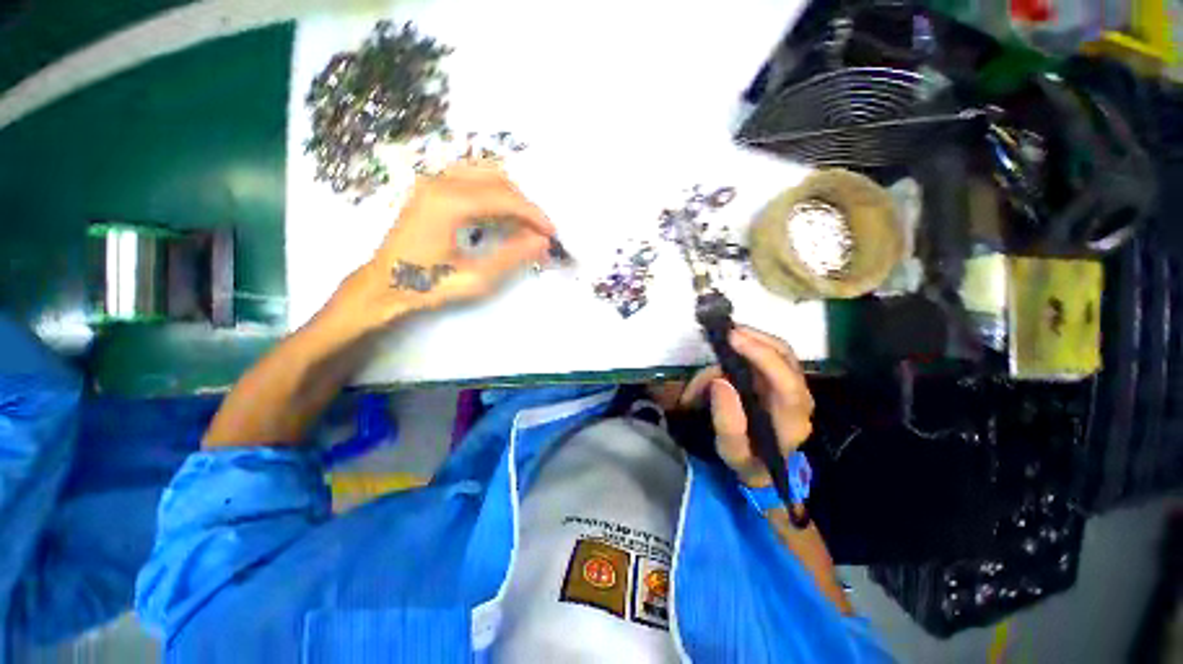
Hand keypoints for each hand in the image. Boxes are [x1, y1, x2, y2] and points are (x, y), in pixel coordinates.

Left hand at [322, 164, 554, 334]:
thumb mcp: (475, 278)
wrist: (383, 283)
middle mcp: (440, 182)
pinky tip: (501, 213)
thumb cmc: (426, 284)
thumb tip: (541, 242)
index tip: (551, 233)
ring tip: (524, 224)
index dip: (534, 214)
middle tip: (539, 232)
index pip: (505, 197)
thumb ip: (511, 256)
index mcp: (448, 203)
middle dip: (525, 205)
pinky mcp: (431, 187)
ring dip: (511, 196)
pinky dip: (494, 191)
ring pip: (486, 173)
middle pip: (498, 180)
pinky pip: (472, 176)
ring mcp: (433, 181)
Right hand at [679, 327, 814, 487]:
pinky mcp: (781, 378)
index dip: (761, 357)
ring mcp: (793, 384)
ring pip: (777, 349)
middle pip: (785, 355)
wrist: (767, 468)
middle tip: (721, 333)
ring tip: (720, 340)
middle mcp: (800, 396)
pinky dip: (748, 345)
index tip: (732, 339)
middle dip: (753, 338)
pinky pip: (768, 352)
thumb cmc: (750, 462)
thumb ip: (727, 422)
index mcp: (792, 420)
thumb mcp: (733, 452)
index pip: (786, 383)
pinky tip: (728, 347)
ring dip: (748, 339)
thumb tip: (719, 381)